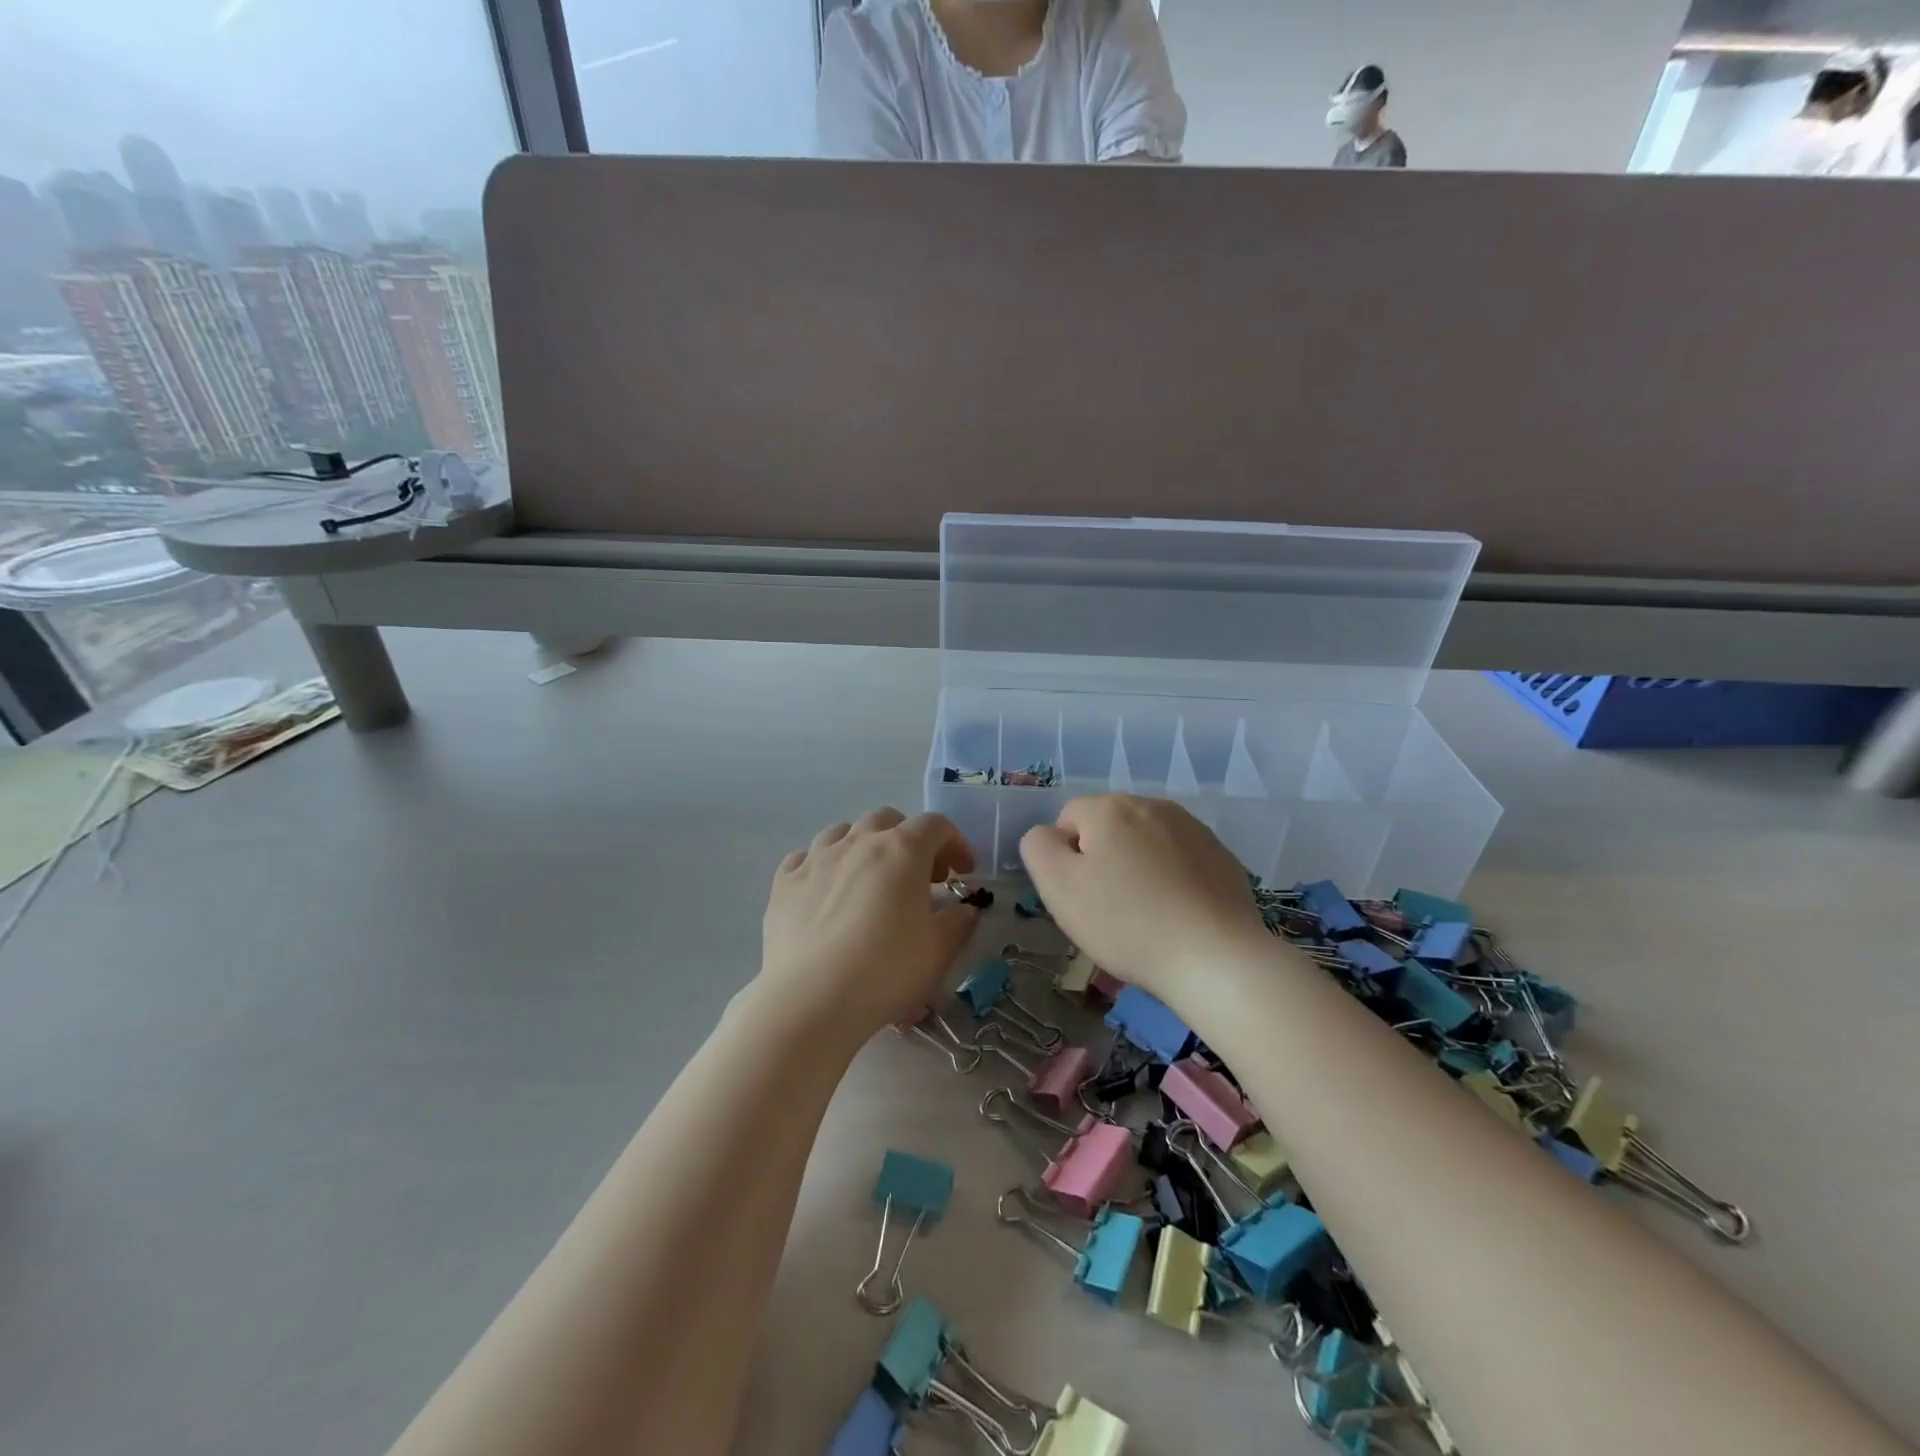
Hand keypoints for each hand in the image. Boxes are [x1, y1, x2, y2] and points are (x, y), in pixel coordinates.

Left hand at [759, 808, 979, 1044]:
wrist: (810, 1000)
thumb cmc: (885, 971)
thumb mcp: (939, 951)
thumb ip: (958, 922)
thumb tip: (965, 909)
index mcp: (902, 850)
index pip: (936, 826)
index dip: (955, 843)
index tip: (962, 872)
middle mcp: (858, 842)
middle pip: (887, 820)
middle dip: (909, 839)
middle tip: (919, 876)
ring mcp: (816, 858)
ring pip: (843, 831)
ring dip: (864, 845)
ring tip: (870, 879)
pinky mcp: (783, 883)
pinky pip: (806, 858)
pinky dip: (823, 866)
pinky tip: (826, 892)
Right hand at [1020, 795, 1267, 1004]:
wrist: (1215, 957)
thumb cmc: (1126, 922)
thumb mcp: (1058, 886)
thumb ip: (1038, 847)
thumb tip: (1049, 835)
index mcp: (1110, 808)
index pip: (1068, 819)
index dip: (1065, 859)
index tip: (1079, 896)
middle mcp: (1153, 805)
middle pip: (1109, 828)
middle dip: (1103, 861)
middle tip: (1108, 909)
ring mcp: (1193, 829)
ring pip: (1146, 843)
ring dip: (1138, 869)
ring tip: (1145, 916)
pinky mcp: (1222, 857)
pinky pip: (1181, 861)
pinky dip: (1172, 881)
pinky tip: (1177, 917)